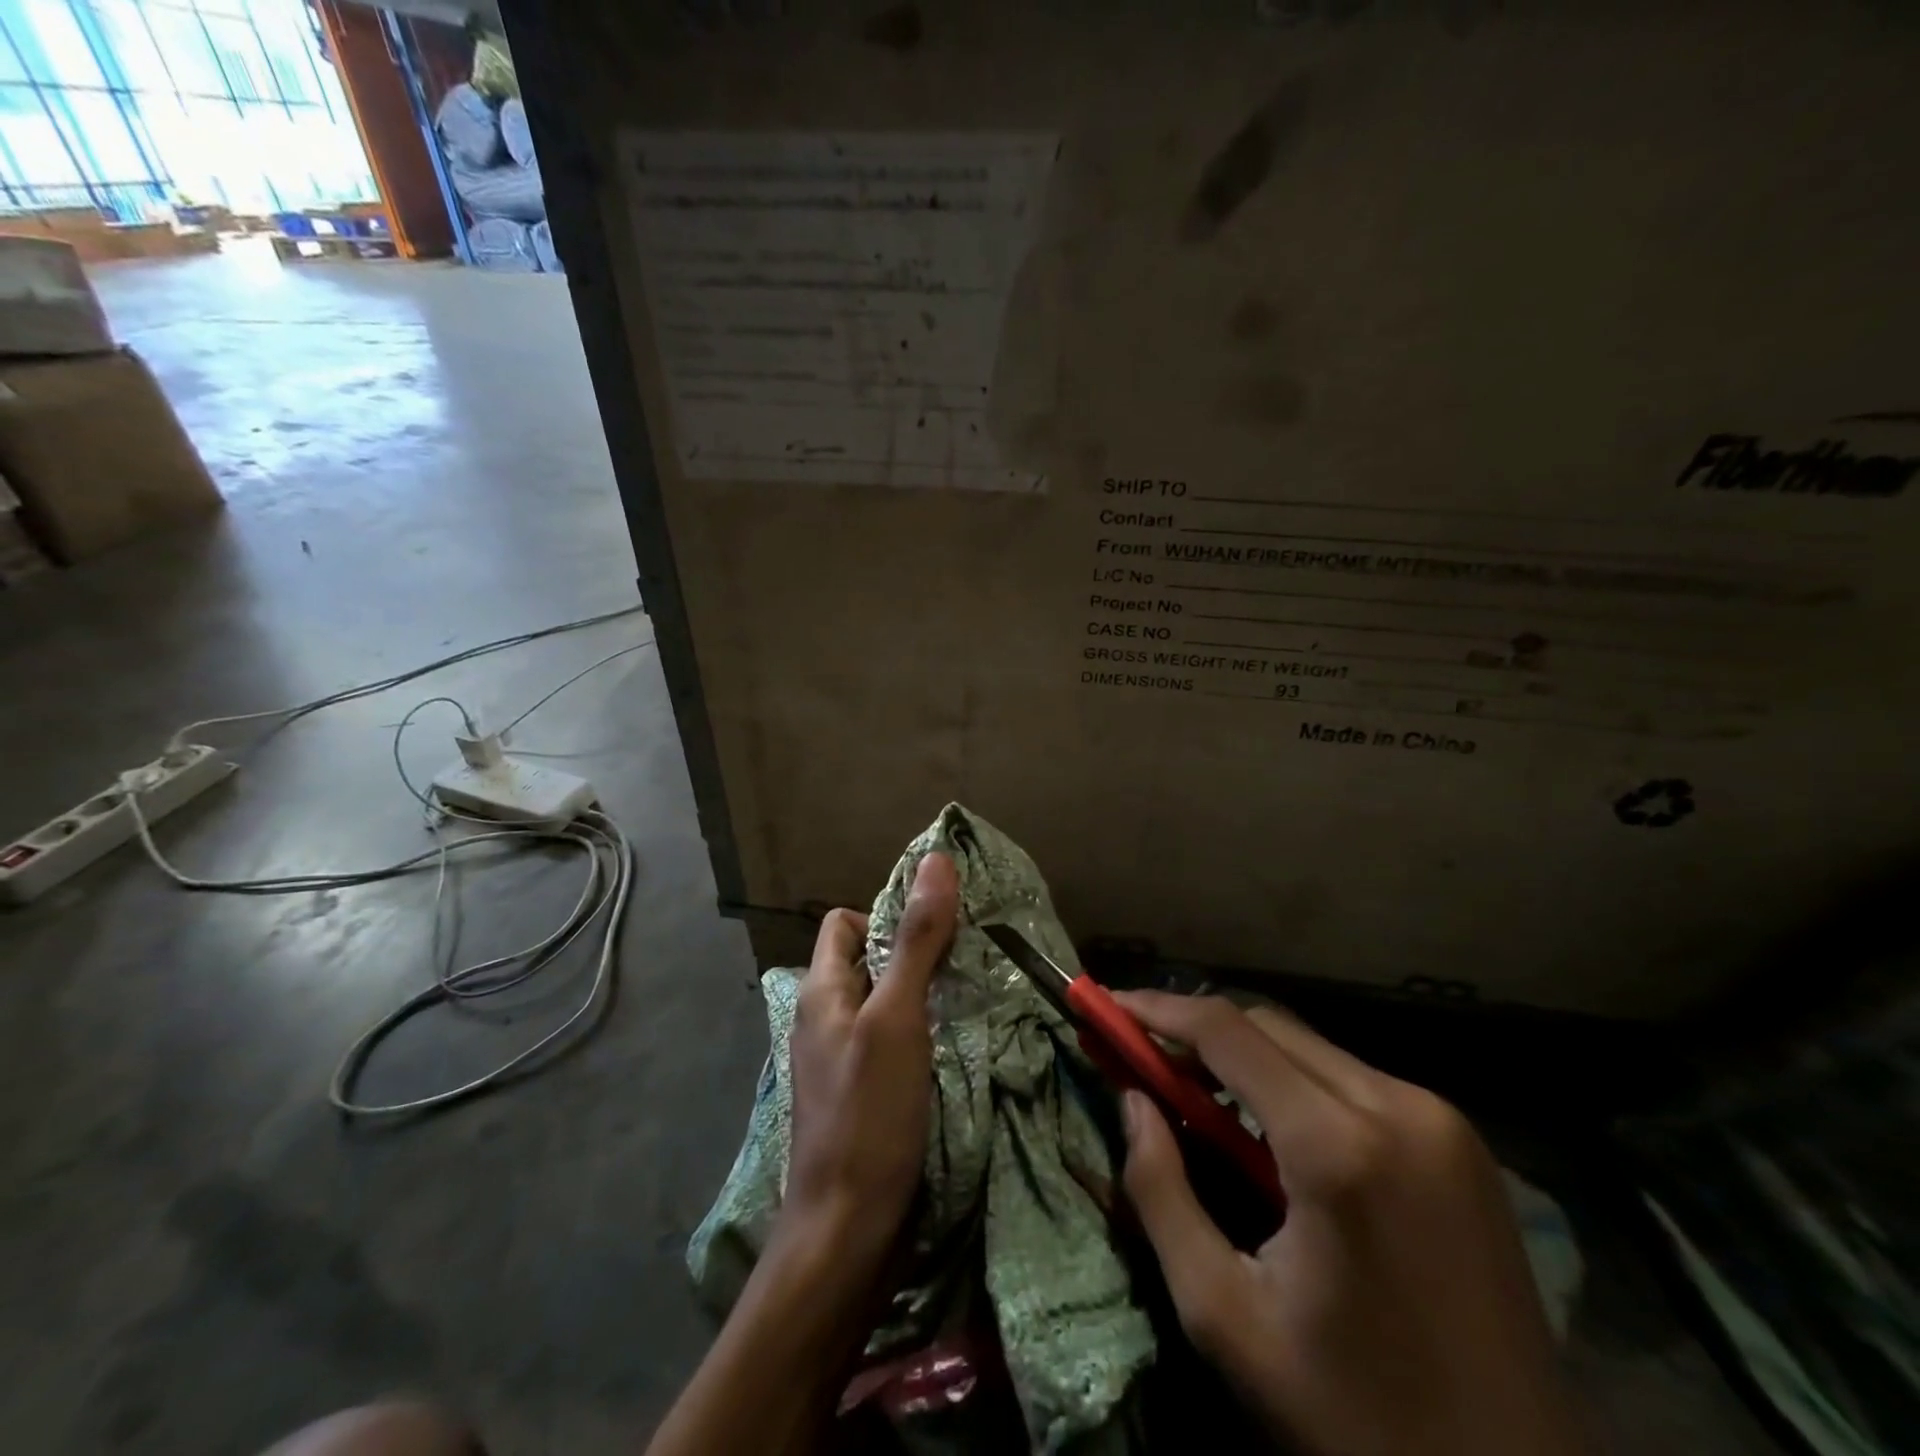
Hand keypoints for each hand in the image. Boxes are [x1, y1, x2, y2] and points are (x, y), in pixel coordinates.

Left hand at [780, 853, 959, 1268]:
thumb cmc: (868, 1115)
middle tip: (968, 963)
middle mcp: (826, 1018)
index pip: (844, 923)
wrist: (846, 1235)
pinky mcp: (864, 1095)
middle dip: (915, 953)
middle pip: (869, 960)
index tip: (934, 931)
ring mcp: (843, 1060)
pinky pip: (894, 1042)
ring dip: (925, 995)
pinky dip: (924, 1034)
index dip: (884, 914)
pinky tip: (957, 1048)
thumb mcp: (897, 1017)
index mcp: (821, 990)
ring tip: (971, 999)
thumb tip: (935, 860)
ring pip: (886, 1003)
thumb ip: (916, 940)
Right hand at [1117, 992, 1584, 1455]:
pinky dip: (1293, 1083)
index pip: (1226, 1031)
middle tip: (1141, 1055)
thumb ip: (1161, 1191)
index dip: (1157, 1008)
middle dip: (1195, 1029)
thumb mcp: (1225, 1317)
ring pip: (1310, 1048)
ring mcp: (1441, 1120)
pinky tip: (1269, 1128)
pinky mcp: (1462, 1142)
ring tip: (1195, 1093)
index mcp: (1340, 1146)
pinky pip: (1351, 1079)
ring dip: (1243, 1056)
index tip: (1107, 1005)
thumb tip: (1132, 1099)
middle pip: (1268, 1026)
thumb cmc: (1354, 1418)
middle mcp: (1398, 1106)